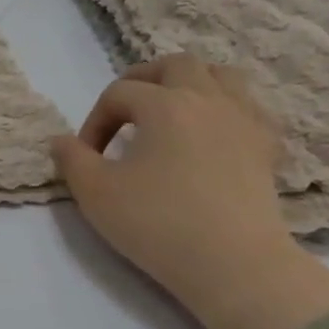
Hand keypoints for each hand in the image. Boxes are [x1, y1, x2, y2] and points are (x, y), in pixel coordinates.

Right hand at [52, 56, 328, 328]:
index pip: (119, 93)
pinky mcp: (266, 147)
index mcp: (164, 105)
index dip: (95, 120)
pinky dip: (225, 109)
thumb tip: (61, 141)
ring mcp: (244, 120)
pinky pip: (248, 107)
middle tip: (124, 112)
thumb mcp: (95, 192)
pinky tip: (211, 134)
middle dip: (143, 80)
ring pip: (220, 75)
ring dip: (189, 84)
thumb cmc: (156, 223)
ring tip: (169, 112)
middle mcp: (208, 99)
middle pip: (175, 65)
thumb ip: (72, 159)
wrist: (232, 263)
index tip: (86, 157)